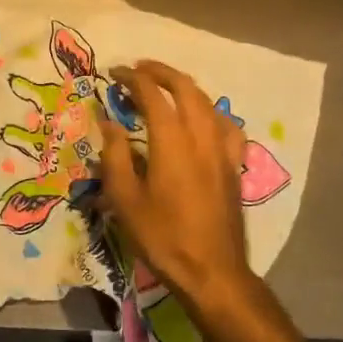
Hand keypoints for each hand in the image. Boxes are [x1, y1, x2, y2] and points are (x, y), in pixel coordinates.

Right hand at [98, 60, 258, 310]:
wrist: (212, 271)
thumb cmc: (162, 236)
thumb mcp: (125, 199)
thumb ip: (115, 155)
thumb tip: (108, 122)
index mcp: (172, 140)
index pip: (152, 93)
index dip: (132, 78)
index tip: (115, 74)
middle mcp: (201, 135)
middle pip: (185, 87)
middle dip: (160, 72)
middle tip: (138, 70)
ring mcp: (223, 149)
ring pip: (207, 102)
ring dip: (184, 87)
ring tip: (164, 87)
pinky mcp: (234, 164)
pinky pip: (225, 124)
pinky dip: (209, 111)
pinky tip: (202, 119)